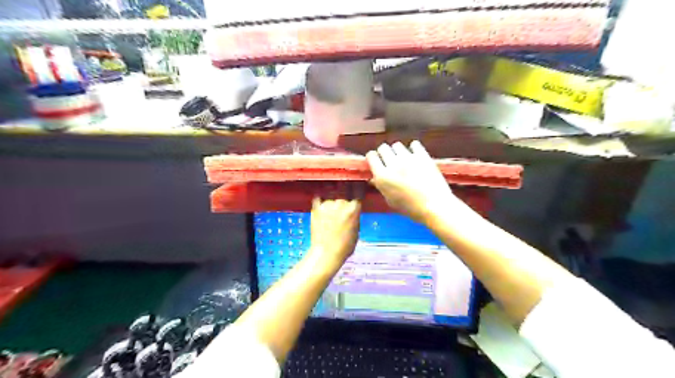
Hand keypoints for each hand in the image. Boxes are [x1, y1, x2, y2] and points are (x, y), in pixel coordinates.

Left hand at [311, 198, 363, 268]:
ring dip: (330, 208)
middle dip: (342, 208)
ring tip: (329, 220)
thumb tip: (351, 214)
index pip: (355, 202)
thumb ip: (354, 219)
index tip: (350, 213)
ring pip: (331, 202)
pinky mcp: (316, 208)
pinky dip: (320, 207)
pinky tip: (321, 214)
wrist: (326, 253)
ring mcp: (327, 205)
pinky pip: (319, 202)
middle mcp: (341, 203)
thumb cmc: (344, 247)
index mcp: (353, 209)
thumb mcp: (356, 231)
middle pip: (343, 201)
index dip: (353, 208)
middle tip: (339, 219)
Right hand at [367, 140, 461, 223]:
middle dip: (384, 153)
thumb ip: (381, 187)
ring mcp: (408, 158)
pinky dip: (413, 148)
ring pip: (397, 145)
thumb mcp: (391, 201)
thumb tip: (374, 178)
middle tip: (390, 161)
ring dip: (398, 151)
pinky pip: (414, 144)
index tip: (377, 162)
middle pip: (383, 148)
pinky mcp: (422, 155)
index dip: (373, 158)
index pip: (371, 156)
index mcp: (382, 176)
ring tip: (403, 159)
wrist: (435, 206)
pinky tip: (415, 155)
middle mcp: (393, 164)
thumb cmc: (411, 208)